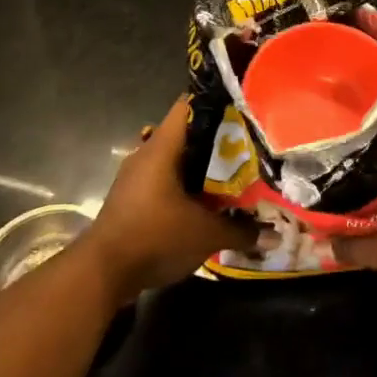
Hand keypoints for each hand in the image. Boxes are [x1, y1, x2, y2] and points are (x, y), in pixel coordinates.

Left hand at [81, 95, 248, 303]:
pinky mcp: (132, 199)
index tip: (243, 107)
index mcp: (161, 149)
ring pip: (174, 160)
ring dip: (201, 166)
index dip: (215, 102)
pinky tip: (207, 201)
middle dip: (216, 139)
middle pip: (185, 134)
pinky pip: (164, 181)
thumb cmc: (155, 237)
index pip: (187, 106)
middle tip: (249, 145)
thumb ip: (241, 231)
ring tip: (234, 173)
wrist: (101, 274)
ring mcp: (136, 178)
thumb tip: (274, 235)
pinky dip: (185, 186)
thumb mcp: (206, 235)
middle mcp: (146, 155)